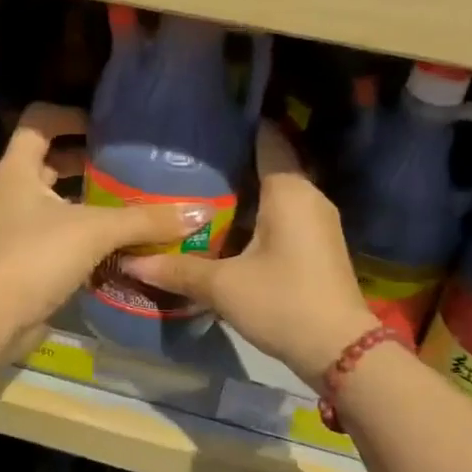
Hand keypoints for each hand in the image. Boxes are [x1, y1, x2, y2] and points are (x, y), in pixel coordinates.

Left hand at [0, 103, 209, 343]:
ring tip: (135, 198)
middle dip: (89, 159)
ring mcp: (21, 227)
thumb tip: (200, 212)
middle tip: (130, 163)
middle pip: (52, 160)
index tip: (106, 126)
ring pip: (60, 200)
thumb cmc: (36, 257)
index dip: (70, 116)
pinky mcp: (31, 258)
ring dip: (93, 199)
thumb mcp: (95, 231)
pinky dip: (90, 232)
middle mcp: (16, 192)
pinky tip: (123, 239)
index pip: (39, 121)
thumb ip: (145, 219)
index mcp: (19, 169)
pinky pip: (65, 233)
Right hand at [125, 125, 378, 387]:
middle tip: (187, 161)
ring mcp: (316, 221)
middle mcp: (308, 196)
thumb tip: (130, 261)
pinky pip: (282, 215)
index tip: (204, 121)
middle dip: (230, 162)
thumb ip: (176, 269)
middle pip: (267, 165)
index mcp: (289, 191)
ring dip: (242, 192)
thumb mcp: (223, 287)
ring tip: (197, 190)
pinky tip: (224, 226)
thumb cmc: (282, 303)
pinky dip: (255, 214)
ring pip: (274, 193)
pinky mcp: (317, 245)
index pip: (265, 138)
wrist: (341, 350)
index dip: (237, 126)